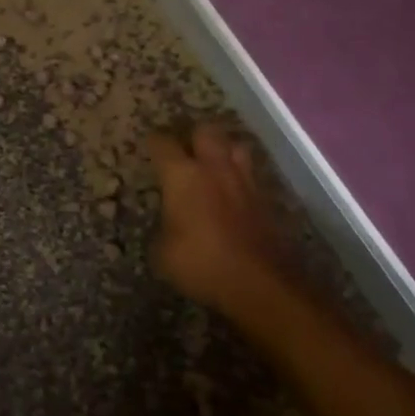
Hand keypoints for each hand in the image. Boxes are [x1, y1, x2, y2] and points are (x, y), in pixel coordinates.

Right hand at [149, 123, 286, 313]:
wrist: (260, 284)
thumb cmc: (201, 263)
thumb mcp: (162, 253)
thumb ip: (162, 229)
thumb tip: (167, 226)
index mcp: (182, 175)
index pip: (162, 143)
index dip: (153, 142)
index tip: (148, 147)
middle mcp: (214, 168)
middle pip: (206, 131)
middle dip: (193, 136)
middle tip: (184, 150)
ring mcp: (244, 182)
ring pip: (236, 147)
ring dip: (224, 150)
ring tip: (213, 164)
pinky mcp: (266, 201)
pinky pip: (251, 176)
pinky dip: (240, 178)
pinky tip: (233, 193)